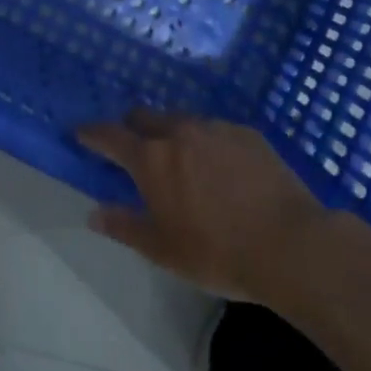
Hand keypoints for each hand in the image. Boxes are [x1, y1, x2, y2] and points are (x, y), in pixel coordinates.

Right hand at [77, 111, 330, 302]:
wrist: (290, 244)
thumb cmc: (218, 252)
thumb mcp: (163, 250)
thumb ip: (125, 227)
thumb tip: (94, 213)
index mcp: (152, 159)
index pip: (110, 136)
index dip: (92, 133)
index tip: (81, 133)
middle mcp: (178, 132)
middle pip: (144, 117)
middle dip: (132, 128)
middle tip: (133, 148)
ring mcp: (215, 128)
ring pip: (181, 121)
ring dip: (172, 134)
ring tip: (181, 159)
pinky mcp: (246, 133)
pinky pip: (215, 130)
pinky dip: (207, 142)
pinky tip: (221, 167)